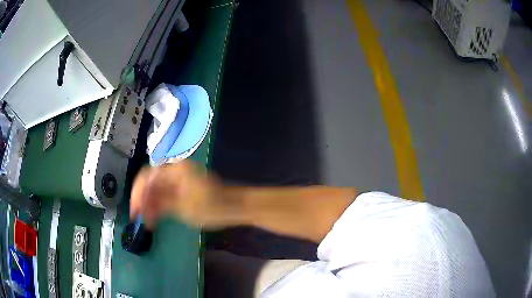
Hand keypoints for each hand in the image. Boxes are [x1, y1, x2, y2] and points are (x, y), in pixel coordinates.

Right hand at [130, 161, 240, 228]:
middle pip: (150, 182)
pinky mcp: (182, 187)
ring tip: (146, 221)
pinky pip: (164, 193)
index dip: (138, 193)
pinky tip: (155, 217)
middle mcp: (175, 170)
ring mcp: (178, 178)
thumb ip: (160, 204)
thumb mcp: (184, 208)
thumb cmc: (213, 207)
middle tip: (138, 217)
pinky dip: (158, 205)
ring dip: (149, 204)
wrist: (234, 207)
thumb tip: (140, 205)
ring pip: (156, 189)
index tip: (134, 210)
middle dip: (142, 199)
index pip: (148, 177)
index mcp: (175, 170)